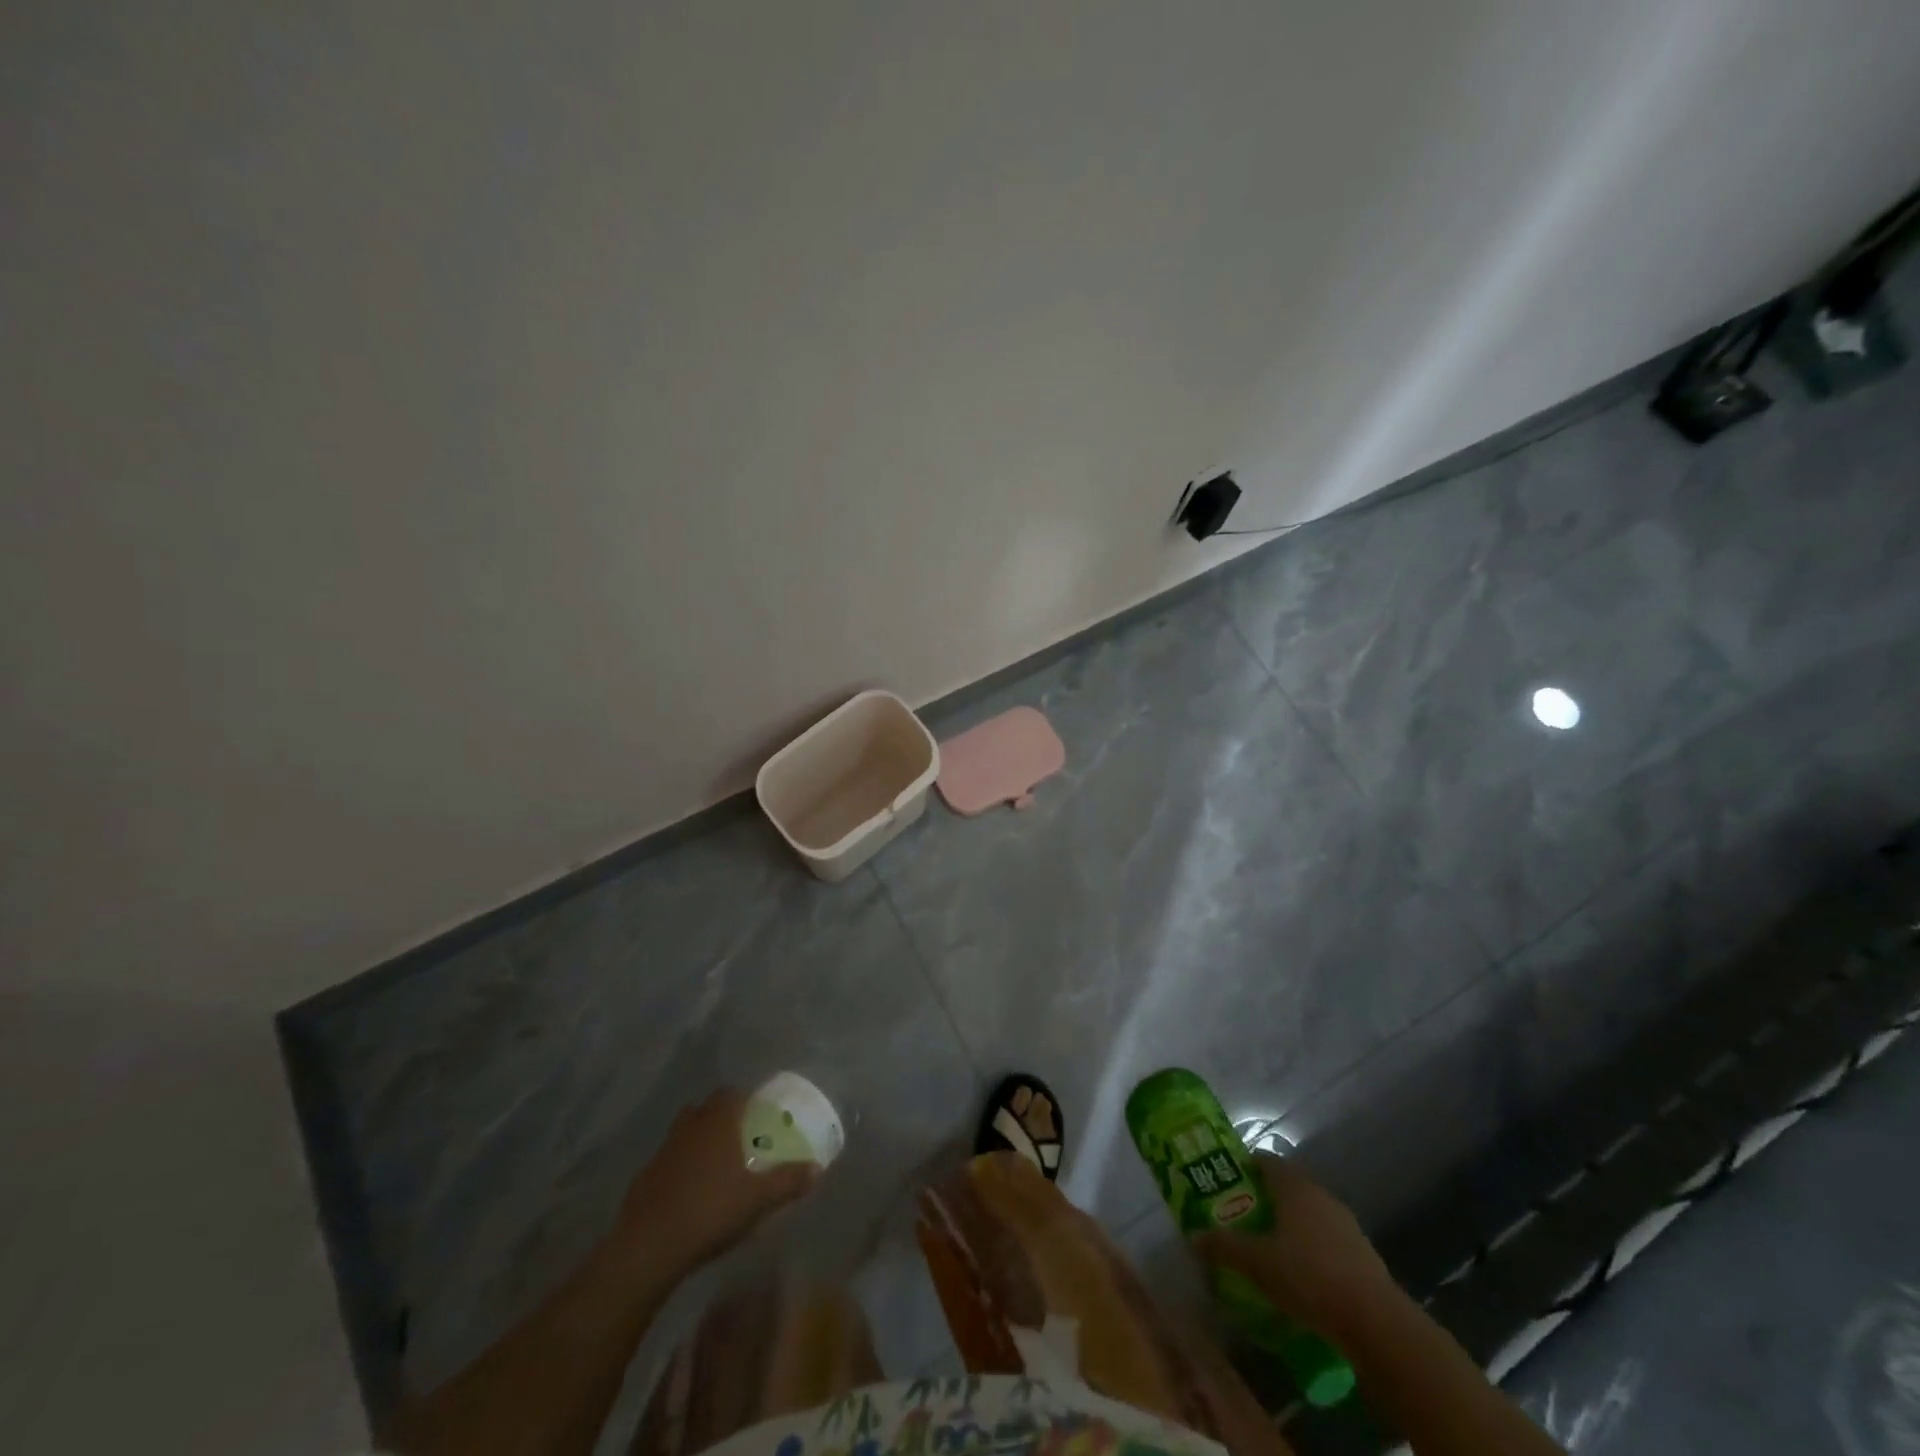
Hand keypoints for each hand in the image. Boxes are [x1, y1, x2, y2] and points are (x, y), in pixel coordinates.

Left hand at [615, 1089, 818, 1272]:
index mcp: (717, 1121)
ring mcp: (663, 1150)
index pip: (732, 1094)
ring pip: (685, 1131)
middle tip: (741, 1138)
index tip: (758, 1115)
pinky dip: (680, 1166)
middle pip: (707, 1108)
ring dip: (700, 1140)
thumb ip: (788, 1181)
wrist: (648, 1247)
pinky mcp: (644, 1176)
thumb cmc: (710, 1211)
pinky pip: (669, 1160)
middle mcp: (690, 1126)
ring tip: (717, 1164)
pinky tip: (690, 1192)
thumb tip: (817, 1168)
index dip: (746, 1100)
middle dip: (723, 1117)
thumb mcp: (758, 1199)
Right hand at [1192, 1154, 1401, 1344]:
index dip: (1245, 1167)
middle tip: (1241, 1216)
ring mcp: (1345, 1223)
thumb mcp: (1257, 1263)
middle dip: (1264, 1197)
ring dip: (1289, 1223)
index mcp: (1294, 1186)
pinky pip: (1326, 1238)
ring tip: (1267, 1246)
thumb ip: (1224, 1246)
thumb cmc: (1308, 1277)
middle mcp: (1320, 1194)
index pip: (1265, 1160)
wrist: (1376, 1321)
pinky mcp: (1362, 1252)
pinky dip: (1311, 1246)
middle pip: (1287, 1186)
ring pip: (1308, 1213)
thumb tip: (1194, 1236)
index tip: (1226, 1182)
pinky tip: (1300, 1273)